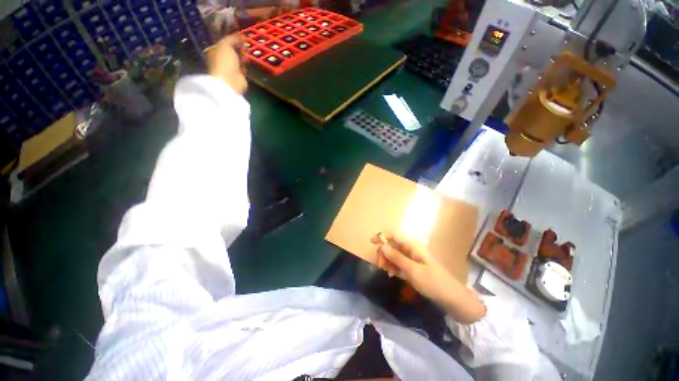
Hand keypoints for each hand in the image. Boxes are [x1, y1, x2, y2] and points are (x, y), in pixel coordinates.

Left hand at [205, 34, 247, 93]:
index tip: (242, 38)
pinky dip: (245, 65)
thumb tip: (239, 35)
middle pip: (233, 51)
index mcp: (215, 51)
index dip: (233, 39)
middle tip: (245, 46)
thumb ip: (232, 38)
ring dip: (243, 56)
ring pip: (238, 59)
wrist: (230, 81)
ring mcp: (230, 68)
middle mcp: (222, 59)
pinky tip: (247, 63)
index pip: (225, 43)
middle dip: (239, 48)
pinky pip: (243, 68)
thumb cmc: (224, 61)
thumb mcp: (225, 45)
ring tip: (246, 55)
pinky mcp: (238, 76)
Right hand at [371, 231, 485, 323]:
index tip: (372, 243)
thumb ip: (396, 257)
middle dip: (384, 252)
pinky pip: (399, 262)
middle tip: (380, 265)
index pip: (394, 234)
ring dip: (387, 261)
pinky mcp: (413, 266)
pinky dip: (393, 266)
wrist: (452, 298)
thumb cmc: (433, 282)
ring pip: (394, 253)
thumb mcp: (412, 270)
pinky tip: (393, 274)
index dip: (382, 235)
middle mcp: (411, 248)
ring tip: (387, 273)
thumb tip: (382, 245)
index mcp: (412, 245)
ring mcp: (412, 257)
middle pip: (392, 244)